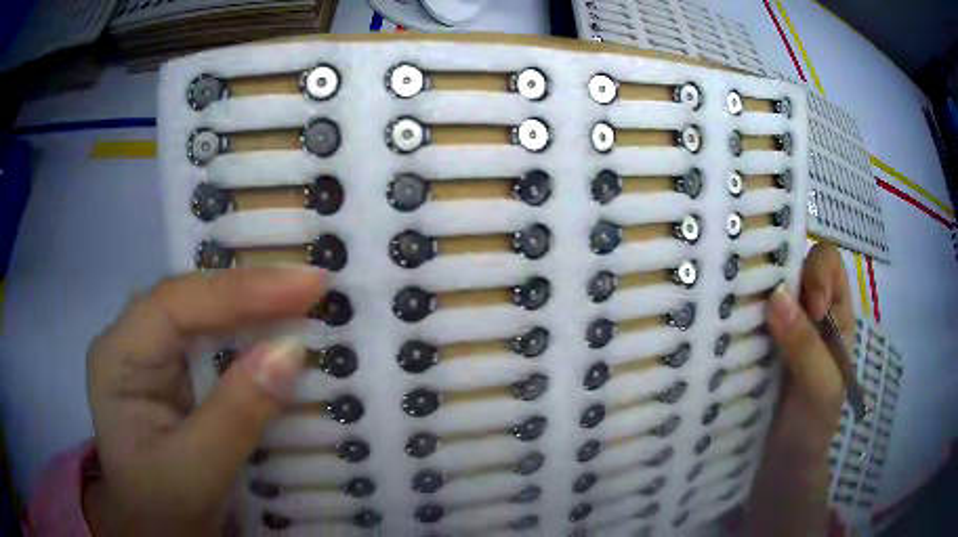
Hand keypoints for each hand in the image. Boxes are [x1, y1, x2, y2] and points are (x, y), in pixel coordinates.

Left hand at [84, 267, 323, 535]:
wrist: (157, 535)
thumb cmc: (161, 509)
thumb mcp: (195, 473)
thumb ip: (235, 415)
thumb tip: (291, 351)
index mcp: (119, 357)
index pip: (176, 304)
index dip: (240, 290)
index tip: (306, 284)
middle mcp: (135, 343)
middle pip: (194, 301)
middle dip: (252, 292)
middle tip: (314, 285)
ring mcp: (157, 359)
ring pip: (207, 318)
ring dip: (256, 312)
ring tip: (309, 302)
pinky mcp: (180, 379)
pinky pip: (218, 346)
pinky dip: (253, 342)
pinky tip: (283, 335)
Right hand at [746, 242, 852, 535]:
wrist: (780, 470)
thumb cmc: (812, 427)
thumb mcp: (820, 386)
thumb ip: (806, 345)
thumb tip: (776, 296)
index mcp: (836, 312)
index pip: (828, 263)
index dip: (817, 271)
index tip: (808, 307)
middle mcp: (807, 312)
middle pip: (792, 268)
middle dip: (775, 274)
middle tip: (758, 304)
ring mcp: (778, 331)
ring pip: (765, 292)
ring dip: (750, 295)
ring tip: (731, 310)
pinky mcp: (754, 350)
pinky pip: (745, 321)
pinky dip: (735, 318)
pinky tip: (720, 328)